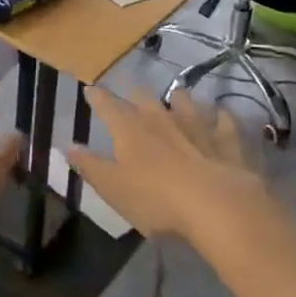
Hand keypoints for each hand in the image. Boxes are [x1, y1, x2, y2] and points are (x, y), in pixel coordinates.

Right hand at [66, 87, 261, 239]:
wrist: (217, 207)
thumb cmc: (156, 199)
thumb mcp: (113, 188)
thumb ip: (90, 166)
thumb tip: (69, 147)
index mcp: (130, 130)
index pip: (108, 106)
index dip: (98, 97)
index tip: (90, 89)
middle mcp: (162, 120)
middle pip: (146, 98)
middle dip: (137, 94)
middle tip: (133, 92)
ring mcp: (197, 127)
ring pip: (185, 103)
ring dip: (179, 98)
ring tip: (177, 95)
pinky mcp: (226, 142)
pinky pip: (223, 122)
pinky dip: (221, 117)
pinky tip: (222, 114)